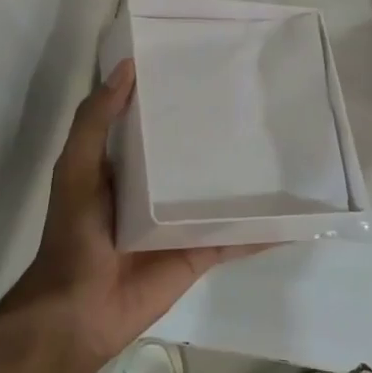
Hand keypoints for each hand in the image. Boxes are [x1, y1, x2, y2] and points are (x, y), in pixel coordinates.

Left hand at [0, 60, 266, 372]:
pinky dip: (264, 230)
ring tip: (285, 146)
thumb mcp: (76, 165)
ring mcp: (182, 221)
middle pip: (192, 154)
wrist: (80, 308)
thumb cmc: (75, 230)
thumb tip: (128, 67)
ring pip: (220, 192)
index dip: (173, 94)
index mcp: (126, 164)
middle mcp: (157, 189)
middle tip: (257, 98)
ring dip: (247, 176)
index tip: (205, 63)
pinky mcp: (200, 251)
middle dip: (218, 130)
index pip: (154, 121)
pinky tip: (295, 216)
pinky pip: (237, 237)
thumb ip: (96, 120)